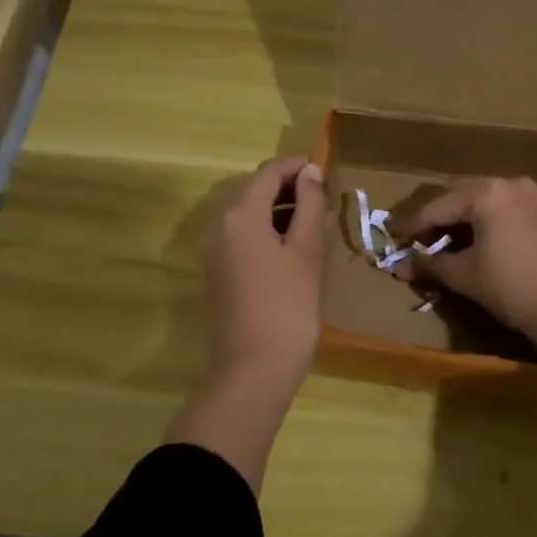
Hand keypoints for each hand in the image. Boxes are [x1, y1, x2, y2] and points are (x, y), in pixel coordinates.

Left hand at [202, 156, 327, 390]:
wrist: (253, 370)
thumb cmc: (288, 307)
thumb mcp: (307, 252)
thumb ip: (309, 206)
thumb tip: (309, 173)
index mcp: (240, 215)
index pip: (268, 172)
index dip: (296, 166)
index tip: (324, 169)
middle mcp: (218, 227)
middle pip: (253, 191)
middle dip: (287, 188)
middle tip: (323, 198)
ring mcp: (213, 253)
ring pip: (247, 216)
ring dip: (277, 211)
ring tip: (313, 222)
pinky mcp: (216, 275)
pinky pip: (241, 238)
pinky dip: (266, 232)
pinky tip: (291, 249)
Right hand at [394, 175, 536, 443]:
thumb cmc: (513, 286)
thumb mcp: (464, 275)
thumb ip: (430, 264)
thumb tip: (400, 265)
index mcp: (486, 192)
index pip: (436, 206)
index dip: (411, 225)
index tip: (390, 237)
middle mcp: (507, 184)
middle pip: (458, 196)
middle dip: (434, 218)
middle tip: (413, 240)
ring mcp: (528, 196)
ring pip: (479, 202)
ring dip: (457, 220)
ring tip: (437, 244)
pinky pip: (498, 210)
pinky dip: (479, 223)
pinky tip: (468, 244)